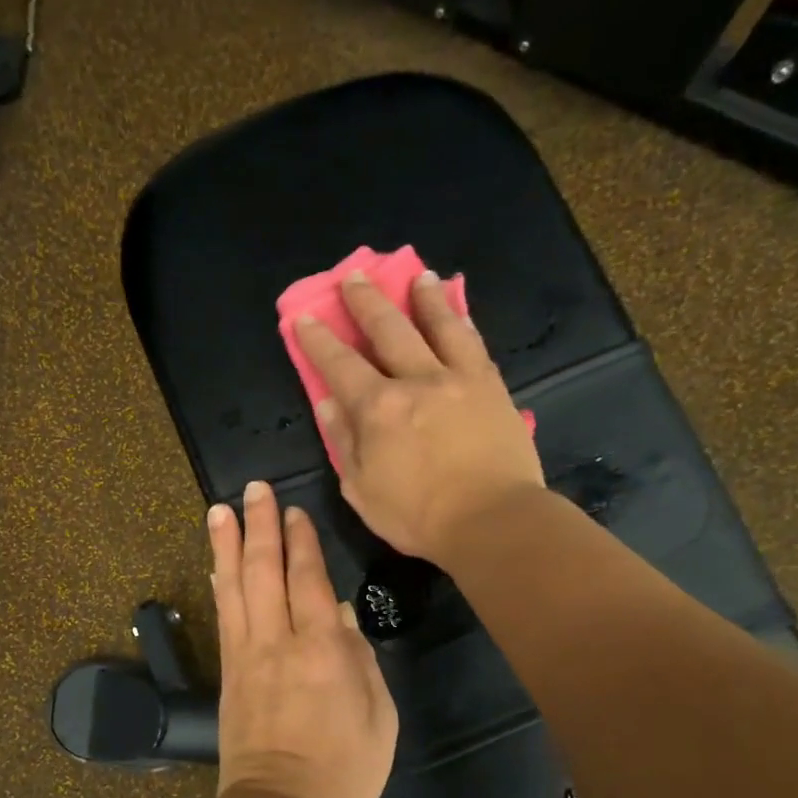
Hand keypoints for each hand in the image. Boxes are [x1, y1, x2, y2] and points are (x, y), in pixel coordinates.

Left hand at [209, 481, 397, 797]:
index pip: (308, 580)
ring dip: (227, 545)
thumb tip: (338, 614)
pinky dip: (219, 585)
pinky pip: (223, 617)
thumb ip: (361, 660)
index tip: (294, 509)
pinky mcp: (227, 672)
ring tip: (219, 510)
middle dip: (260, 526)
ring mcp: (246, 655)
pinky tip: (216, 565)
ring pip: (235, 588)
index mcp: (321, 650)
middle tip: (253, 490)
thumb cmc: (342, 767)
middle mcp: (278, 642)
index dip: (301, 541)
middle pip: (264, 572)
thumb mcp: (378, 717)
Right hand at [296, 271, 544, 566]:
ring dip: (422, 298)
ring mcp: (458, 378)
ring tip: (417, 276)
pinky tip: (457, 309)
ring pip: (437, 325)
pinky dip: (461, 321)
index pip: (340, 365)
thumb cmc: (418, 516)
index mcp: (377, 409)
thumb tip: (327, 405)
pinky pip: (473, 343)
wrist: (493, 521)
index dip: (319, 340)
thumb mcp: (362, 490)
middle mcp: (415, 380)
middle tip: (353, 277)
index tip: (304, 318)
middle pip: (387, 330)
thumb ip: (344, 443)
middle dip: (366, 302)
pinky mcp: (491, 386)